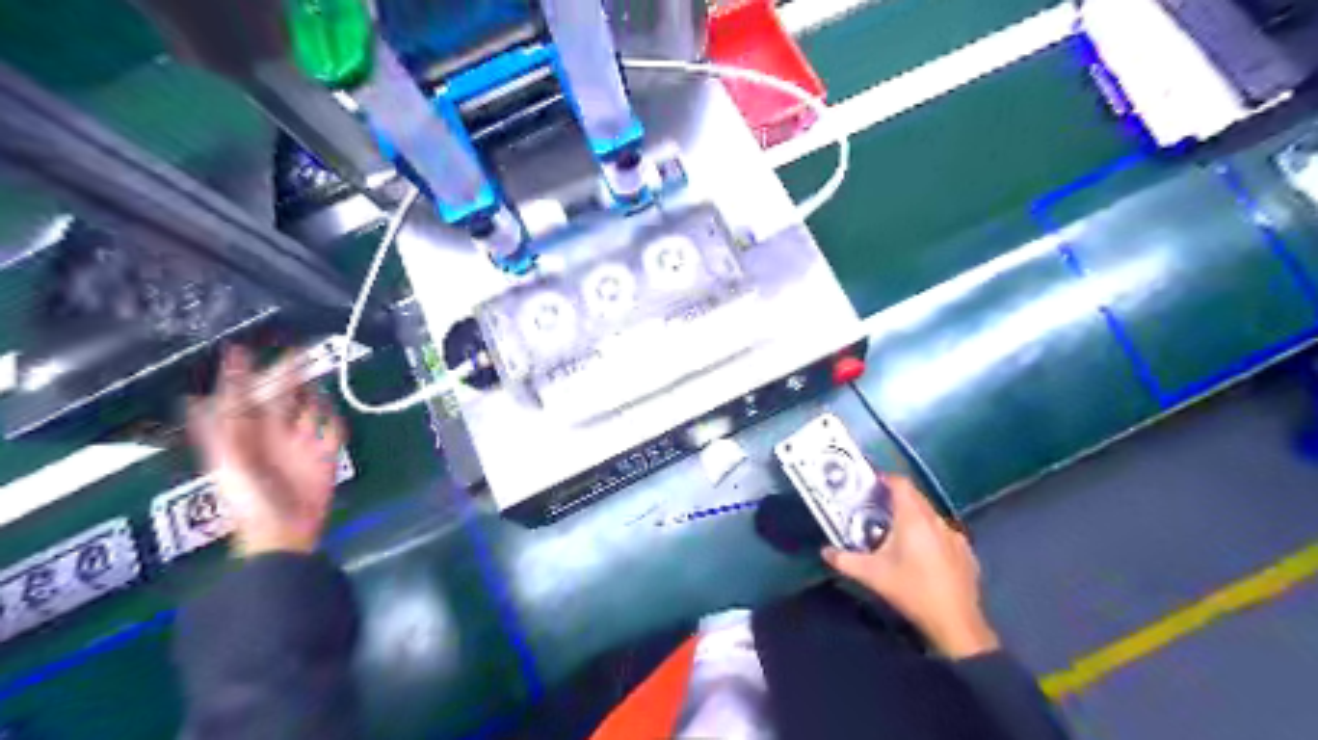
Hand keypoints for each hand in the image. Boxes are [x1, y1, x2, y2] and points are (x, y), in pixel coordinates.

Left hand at [188, 346, 350, 555]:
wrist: (284, 532)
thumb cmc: (249, 501)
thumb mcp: (228, 464)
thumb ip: (217, 431)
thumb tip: (194, 398)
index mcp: (244, 435)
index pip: (241, 397)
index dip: (238, 375)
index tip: (239, 349)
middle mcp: (272, 435)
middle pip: (281, 397)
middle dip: (286, 375)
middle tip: (297, 351)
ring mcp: (301, 443)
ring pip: (308, 408)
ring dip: (311, 393)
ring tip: (313, 376)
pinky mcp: (325, 454)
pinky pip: (332, 429)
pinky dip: (333, 418)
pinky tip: (330, 411)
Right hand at [820, 473, 999, 657]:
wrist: (955, 622)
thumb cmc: (911, 591)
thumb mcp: (871, 575)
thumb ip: (844, 561)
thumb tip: (825, 552)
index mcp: (913, 518)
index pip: (901, 484)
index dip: (886, 479)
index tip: (872, 483)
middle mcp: (936, 520)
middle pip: (916, 497)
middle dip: (897, 498)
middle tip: (878, 508)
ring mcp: (955, 536)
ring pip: (931, 516)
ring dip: (915, 518)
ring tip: (898, 533)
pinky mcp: (966, 552)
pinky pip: (945, 534)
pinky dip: (932, 536)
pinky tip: (924, 556)